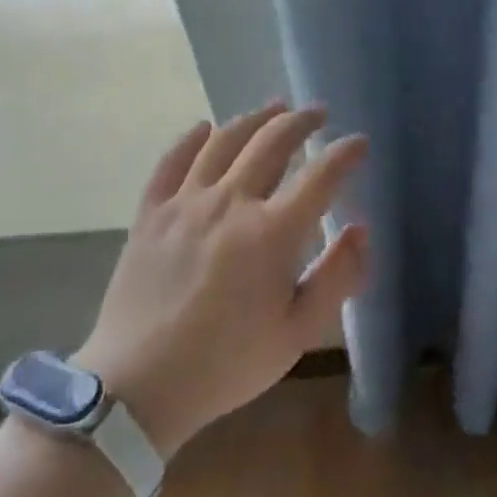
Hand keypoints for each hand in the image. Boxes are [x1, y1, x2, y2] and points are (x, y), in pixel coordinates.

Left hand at [74, 103, 367, 456]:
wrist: (136, 388)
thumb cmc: (227, 364)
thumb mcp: (298, 332)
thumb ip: (338, 277)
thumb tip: (360, 229)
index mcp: (272, 232)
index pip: (320, 175)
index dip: (345, 154)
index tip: (359, 143)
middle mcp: (231, 203)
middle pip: (272, 143)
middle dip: (301, 122)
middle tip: (318, 113)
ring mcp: (185, 203)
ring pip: (223, 141)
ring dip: (253, 119)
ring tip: (272, 108)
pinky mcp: (150, 214)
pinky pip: (171, 161)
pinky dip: (190, 139)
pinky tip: (204, 128)